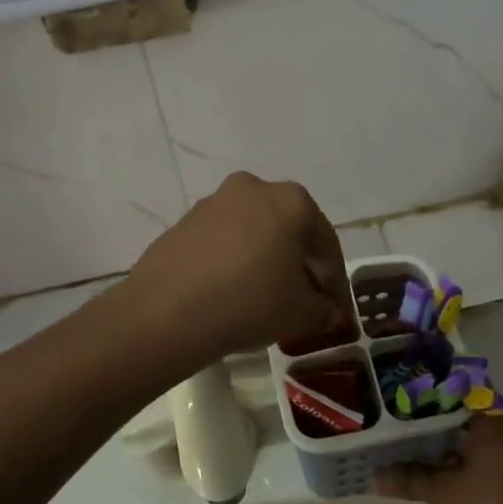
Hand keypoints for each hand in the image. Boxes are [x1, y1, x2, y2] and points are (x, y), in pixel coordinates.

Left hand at [126, 172, 349, 363]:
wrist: (168, 311)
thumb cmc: (250, 302)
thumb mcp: (302, 314)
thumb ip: (324, 310)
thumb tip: (329, 312)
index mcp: (291, 200)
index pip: (325, 242)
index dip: (334, 279)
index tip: (334, 307)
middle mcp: (253, 189)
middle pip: (288, 229)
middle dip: (298, 263)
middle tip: (302, 299)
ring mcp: (213, 202)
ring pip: (253, 232)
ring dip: (264, 260)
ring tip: (264, 298)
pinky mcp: (183, 222)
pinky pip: (222, 242)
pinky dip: (233, 261)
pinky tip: (230, 293)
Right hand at [372, 416, 502, 503]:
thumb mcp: (444, 494)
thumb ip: (409, 478)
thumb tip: (372, 477)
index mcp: (498, 422)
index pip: (452, 404)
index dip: (423, 412)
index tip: (398, 416)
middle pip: (466, 421)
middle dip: (436, 431)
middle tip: (402, 435)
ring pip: (480, 440)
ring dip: (453, 448)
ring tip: (416, 453)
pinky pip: (493, 455)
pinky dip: (471, 461)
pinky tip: (444, 471)